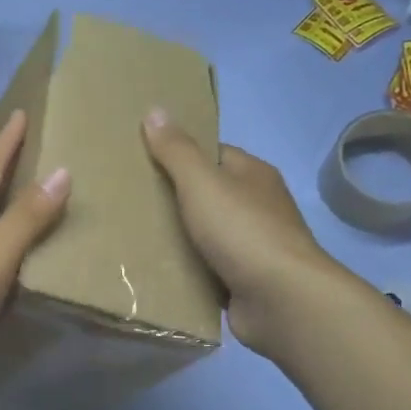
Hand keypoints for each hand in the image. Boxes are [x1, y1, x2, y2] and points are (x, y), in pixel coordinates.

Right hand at [142, 108, 334, 359]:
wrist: (280, 299)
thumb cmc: (242, 231)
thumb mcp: (202, 183)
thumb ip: (176, 151)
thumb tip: (155, 110)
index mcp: (253, 175)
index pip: (213, 155)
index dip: (179, 155)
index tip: (142, 162)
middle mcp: (257, 207)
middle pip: (208, 196)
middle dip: (173, 199)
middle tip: (129, 201)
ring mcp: (252, 246)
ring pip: (205, 235)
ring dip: (177, 238)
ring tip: (133, 236)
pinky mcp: (244, 281)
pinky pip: (207, 269)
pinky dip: (186, 270)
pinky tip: (156, 271)